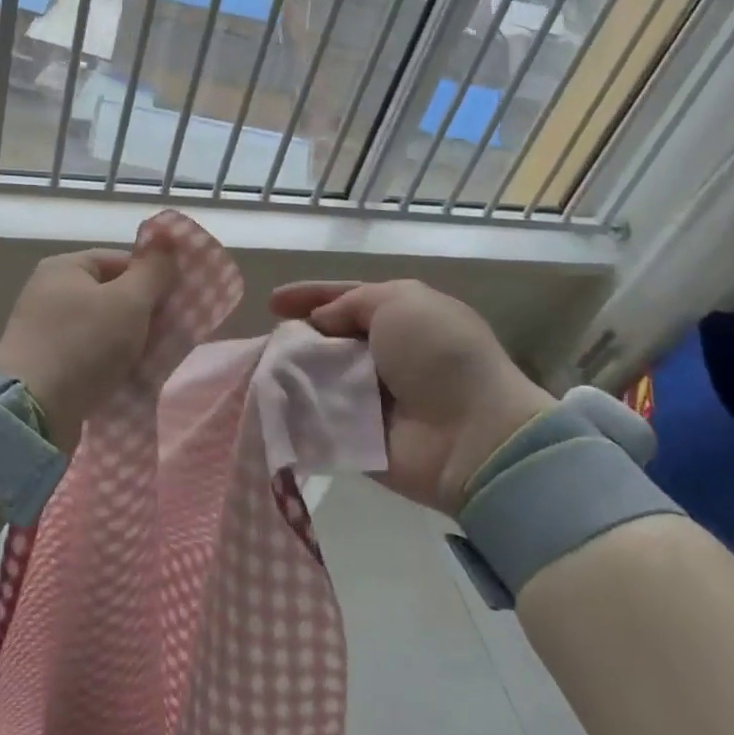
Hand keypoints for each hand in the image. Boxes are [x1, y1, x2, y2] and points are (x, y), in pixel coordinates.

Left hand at [0, 244, 177, 450]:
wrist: (33, 412)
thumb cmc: (84, 344)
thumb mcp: (129, 301)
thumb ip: (153, 270)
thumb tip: (168, 237)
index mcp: (64, 267)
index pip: (120, 260)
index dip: (151, 278)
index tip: (176, 303)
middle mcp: (48, 292)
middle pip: (111, 294)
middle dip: (143, 313)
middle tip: (169, 333)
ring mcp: (43, 330)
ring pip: (102, 327)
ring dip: (129, 341)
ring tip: (152, 357)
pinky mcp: (45, 365)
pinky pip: (88, 355)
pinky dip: (109, 363)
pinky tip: (127, 376)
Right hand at [271, 279, 555, 515]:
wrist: (473, 436)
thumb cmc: (439, 355)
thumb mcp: (400, 301)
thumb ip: (351, 303)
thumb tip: (321, 323)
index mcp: (402, 318)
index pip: (345, 300)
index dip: (309, 297)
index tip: (271, 302)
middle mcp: (385, 355)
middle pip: (327, 339)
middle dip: (296, 336)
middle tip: (266, 339)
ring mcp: (371, 399)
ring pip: (318, 377)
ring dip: (291, 372)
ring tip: (259, 369)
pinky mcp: (357, 437)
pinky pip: (317, 418)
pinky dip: (294, 409)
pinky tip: (265, 401)